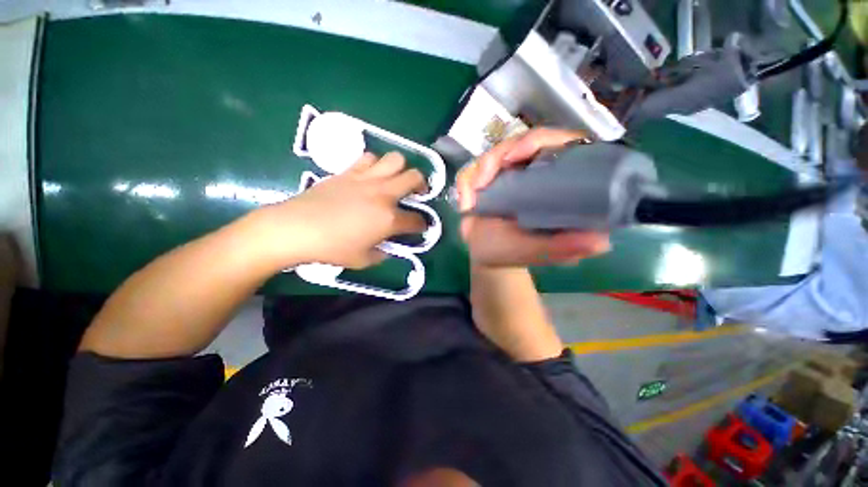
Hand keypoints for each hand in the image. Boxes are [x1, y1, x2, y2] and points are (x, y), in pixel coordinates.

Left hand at [257, 152, 427, 268]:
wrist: (297, 228)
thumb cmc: (332, 248)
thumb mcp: (363, 260)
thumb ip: (382, 253)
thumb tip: (387, 248)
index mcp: (389, 219)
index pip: (416, 220)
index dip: (422, 225)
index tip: (420, 227)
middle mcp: (383, 194)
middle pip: (415, 177)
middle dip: (422, 185)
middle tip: (417, 193)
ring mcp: (367, 179)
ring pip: (395, 159)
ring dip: (401, 169)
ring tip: (395, 179)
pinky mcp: (349, 171)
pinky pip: (369, 158)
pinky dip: (376, 164)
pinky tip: (372, 175)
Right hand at [457, 128, 610, 266]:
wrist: (485, 255)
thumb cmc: (512, 252)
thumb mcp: (536, 252)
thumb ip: (562, 248)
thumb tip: (601, 242)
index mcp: (556, 184)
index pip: (561, 144)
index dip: (539, 140)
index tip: (513, 158)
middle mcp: (535, 173)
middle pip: (521, 142)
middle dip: (496, 158)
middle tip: (480, 184)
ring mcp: (509, 174)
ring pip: (494, 152)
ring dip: (477, 172)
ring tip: (468, 203)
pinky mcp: (487, 179)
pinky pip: (473, 168)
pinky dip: (465, 183)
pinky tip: (464, 206)